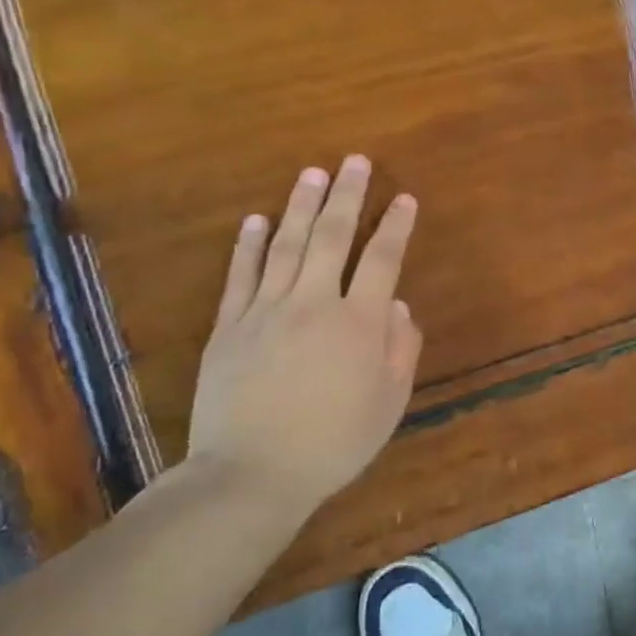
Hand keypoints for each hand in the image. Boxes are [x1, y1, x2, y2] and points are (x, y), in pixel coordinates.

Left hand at [186, 157, 422, 507]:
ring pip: (286, 246)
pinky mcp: (229, 327)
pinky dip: (248, 245)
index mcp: (359, 323)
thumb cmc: (333, 443)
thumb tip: (399, 305)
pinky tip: (255, 220)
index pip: (382, 260)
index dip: (396, 227)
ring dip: (301, 207)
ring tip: (312, 173)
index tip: (406, 200)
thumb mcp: (389, 403)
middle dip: (348, 196)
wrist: (251, 474)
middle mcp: (313, 304)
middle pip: (333, 238)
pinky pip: (240, 276)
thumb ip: (401, 349)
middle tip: (355, 161)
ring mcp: (265, 311)